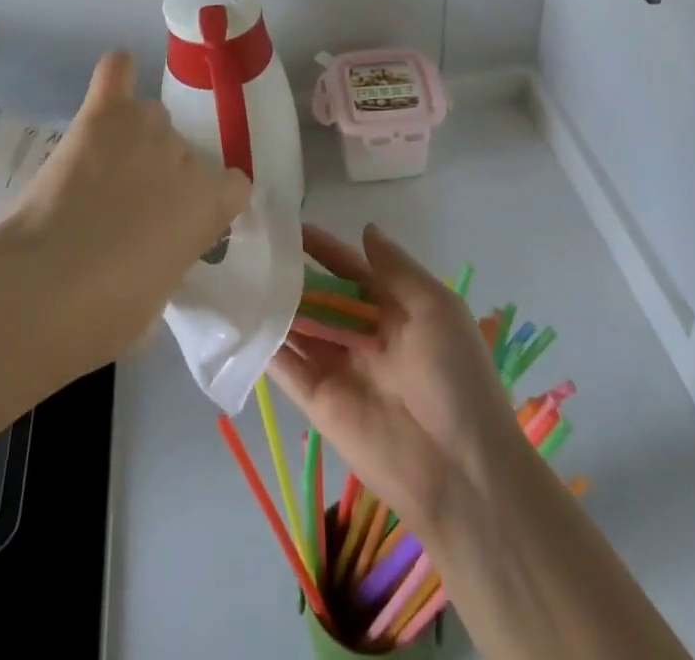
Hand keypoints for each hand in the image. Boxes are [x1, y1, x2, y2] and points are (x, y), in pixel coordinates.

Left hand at [0, 51, 250, 377]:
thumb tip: (159, 247)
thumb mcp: (162, 295)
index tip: (186, 226)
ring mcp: (145, 128)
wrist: (43, 290)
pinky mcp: (102, 115)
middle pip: (186, 154)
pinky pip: (117, 72)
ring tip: (104, 169)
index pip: (234, 187)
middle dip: (165, 178)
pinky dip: (118, 76)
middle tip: (130, 209)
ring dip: (138, 141)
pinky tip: (113, 86)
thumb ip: (174, 254)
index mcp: (210, 203)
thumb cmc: (106, 313)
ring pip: (152, 120)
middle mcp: (186, 156)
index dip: (210, 205)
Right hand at [268, 224, 526, 534]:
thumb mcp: (436, 308)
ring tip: (234, 274)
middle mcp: (360, 334)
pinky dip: (264, 344)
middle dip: (290, 274)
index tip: (289, 225)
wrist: (460, 470)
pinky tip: (238, 319)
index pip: (349, 269)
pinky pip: (286, 367)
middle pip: (318, 297)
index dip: (322, 248)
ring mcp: (337, 367)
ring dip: (272, 304)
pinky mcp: (317, 402)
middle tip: (250, 247)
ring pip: (297, 327)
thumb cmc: (455, 376)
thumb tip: (365, 228)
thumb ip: (396, 269)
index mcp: (392, 309)